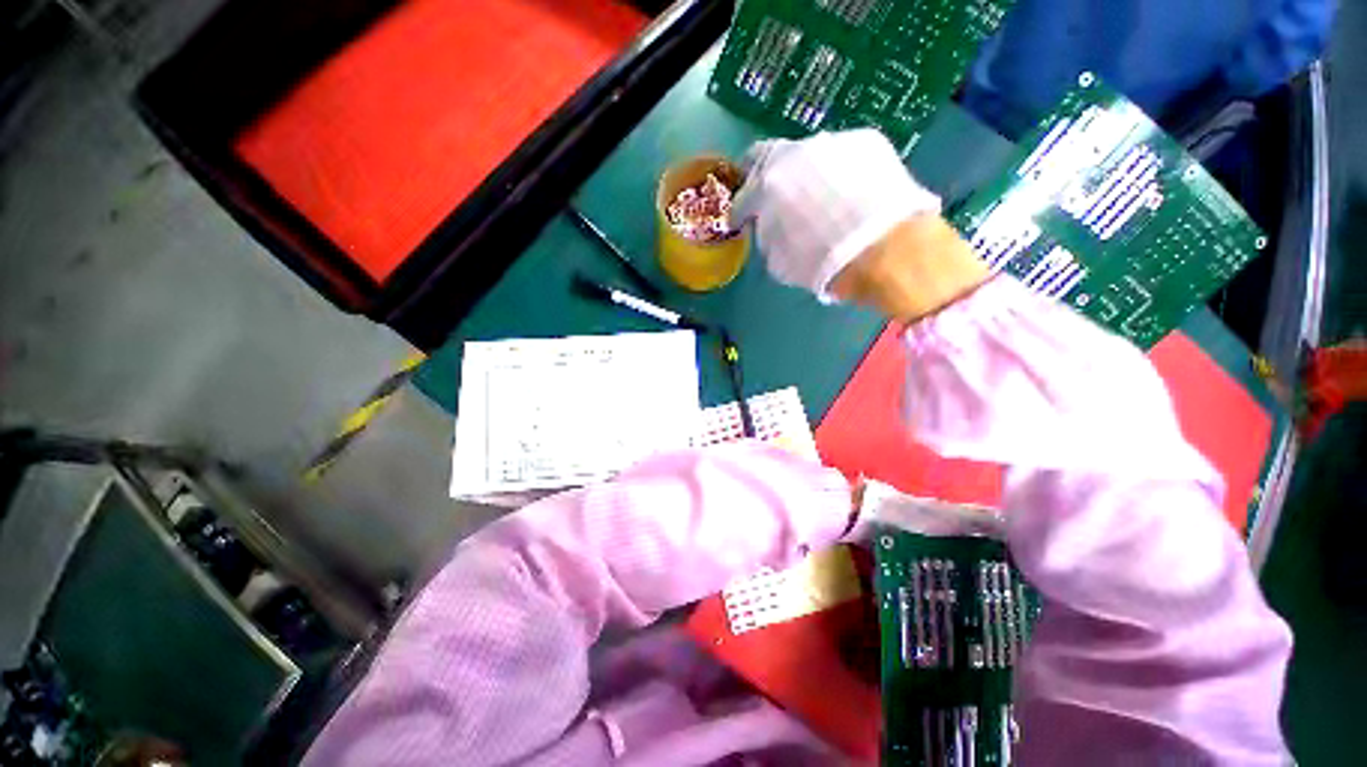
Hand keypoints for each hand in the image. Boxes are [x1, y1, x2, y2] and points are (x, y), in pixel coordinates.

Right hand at [732, 129, 988, 321]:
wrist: (890, 252)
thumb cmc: (826, 264)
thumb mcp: (781, 263)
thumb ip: (767, 237)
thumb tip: (770, 226)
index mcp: (769, 186)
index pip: (743, 194)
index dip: (742, 211)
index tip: (743, 221)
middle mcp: (797, 152)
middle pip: (770, 159)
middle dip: (767, 180)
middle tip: (774, 200)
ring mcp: (834, 141)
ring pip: (807, 155)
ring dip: (804, 174)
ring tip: (817, 197)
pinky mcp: (868, 141)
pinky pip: (840, 156)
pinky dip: (836, 172)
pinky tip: (849, 193)